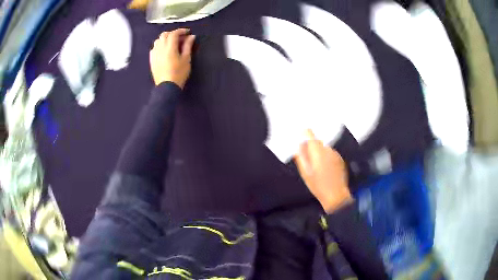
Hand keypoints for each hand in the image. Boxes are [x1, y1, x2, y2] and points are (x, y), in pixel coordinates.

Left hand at [149, 28, 195, 88]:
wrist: (167, 87)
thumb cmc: (179, 73)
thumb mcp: (186, 59)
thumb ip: (188, 46)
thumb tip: (191, 36)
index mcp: (170, 47)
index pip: (174, 33)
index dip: (181, 31)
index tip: (188, 32)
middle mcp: (160, 48)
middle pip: (164, 35)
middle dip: (173, 33)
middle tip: (180, 38)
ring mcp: (154, 54)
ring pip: (158, 40)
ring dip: (165, 38)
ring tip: (172, 43)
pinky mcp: (152, 59)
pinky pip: (154, 48)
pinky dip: (160, 45)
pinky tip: (164, 50)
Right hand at [294, 129, 352, 213]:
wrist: (336, 195)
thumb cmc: (318, 186)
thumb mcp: (305, 173)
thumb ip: (301, 157)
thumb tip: (299, 146)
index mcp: (317, 152)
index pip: (310, 135)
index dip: (305, 133)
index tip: (301, 134)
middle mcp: (327, 150)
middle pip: (317, 142)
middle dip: (312, 147)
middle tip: (308, 159)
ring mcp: (335, 154)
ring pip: (324, 148)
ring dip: (320, 153)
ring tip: (318, 167)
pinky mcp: (340, 159)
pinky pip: (331, 154)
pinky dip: (327, 158)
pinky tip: (325, 169)